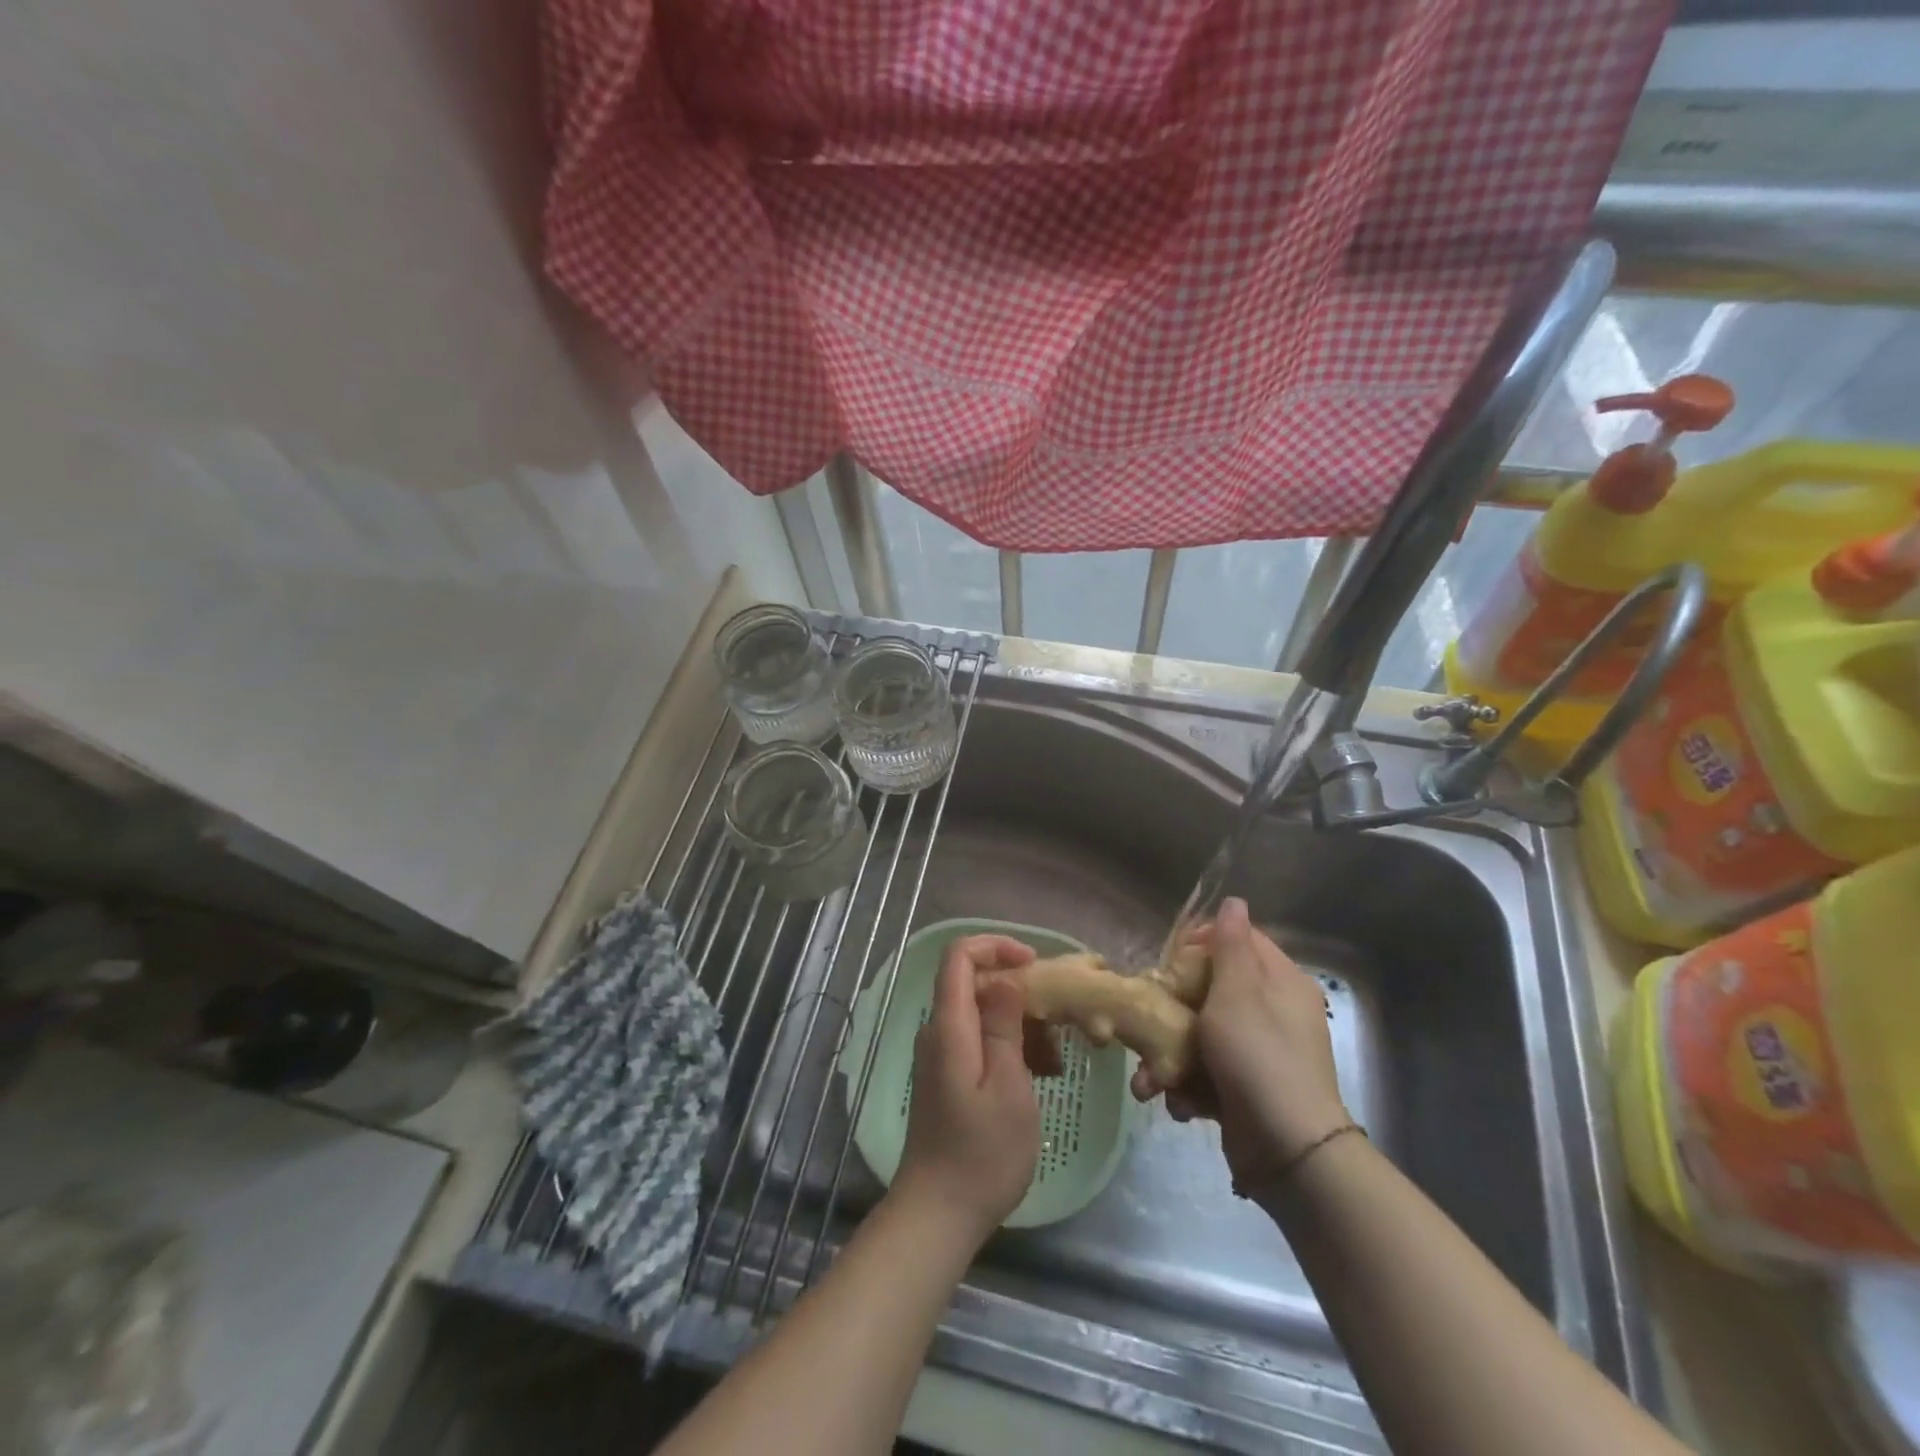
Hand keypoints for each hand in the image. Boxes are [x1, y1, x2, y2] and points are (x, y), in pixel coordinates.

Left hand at [892, 935, 1041, 1243]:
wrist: (938, 1213)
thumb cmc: (982, 1152)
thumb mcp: (1008, 1085)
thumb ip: (1003, 1025)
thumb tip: (1004, 977)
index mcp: (949, 1025)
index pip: (959, 955)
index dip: (995, 946)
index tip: (1034, 963)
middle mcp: (938, 1031)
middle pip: (973, 982)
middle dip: (1018, 991)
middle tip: (1056, 1023)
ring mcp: (940, 1054)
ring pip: (981, 1014)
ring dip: (1019, 1024)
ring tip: (1053, 1060)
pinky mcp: (947, 1076)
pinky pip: (978, 1041)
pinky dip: (1008, 1047)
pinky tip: (1037, 1075)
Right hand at [1131, 898, 1349, 1193]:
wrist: (1287, 1151)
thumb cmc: (1257, 1056)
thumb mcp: (1238, 992)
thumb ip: (1232, 945)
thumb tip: (1235, 901)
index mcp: (1280, 981)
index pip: (1240, 940)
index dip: (1202, 943)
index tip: (1171, 960)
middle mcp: (1274, 1012)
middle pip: (1214, 988)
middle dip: (1174, 1009)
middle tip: (1148, 1019)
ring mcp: (1260, 1052)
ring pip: (1203, 1034)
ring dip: (1171, 1056)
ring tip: (1150, 1079)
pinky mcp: (1246, 1088)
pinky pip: (1209, 1071)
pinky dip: (1189, 1086)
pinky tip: (1179, 1102)